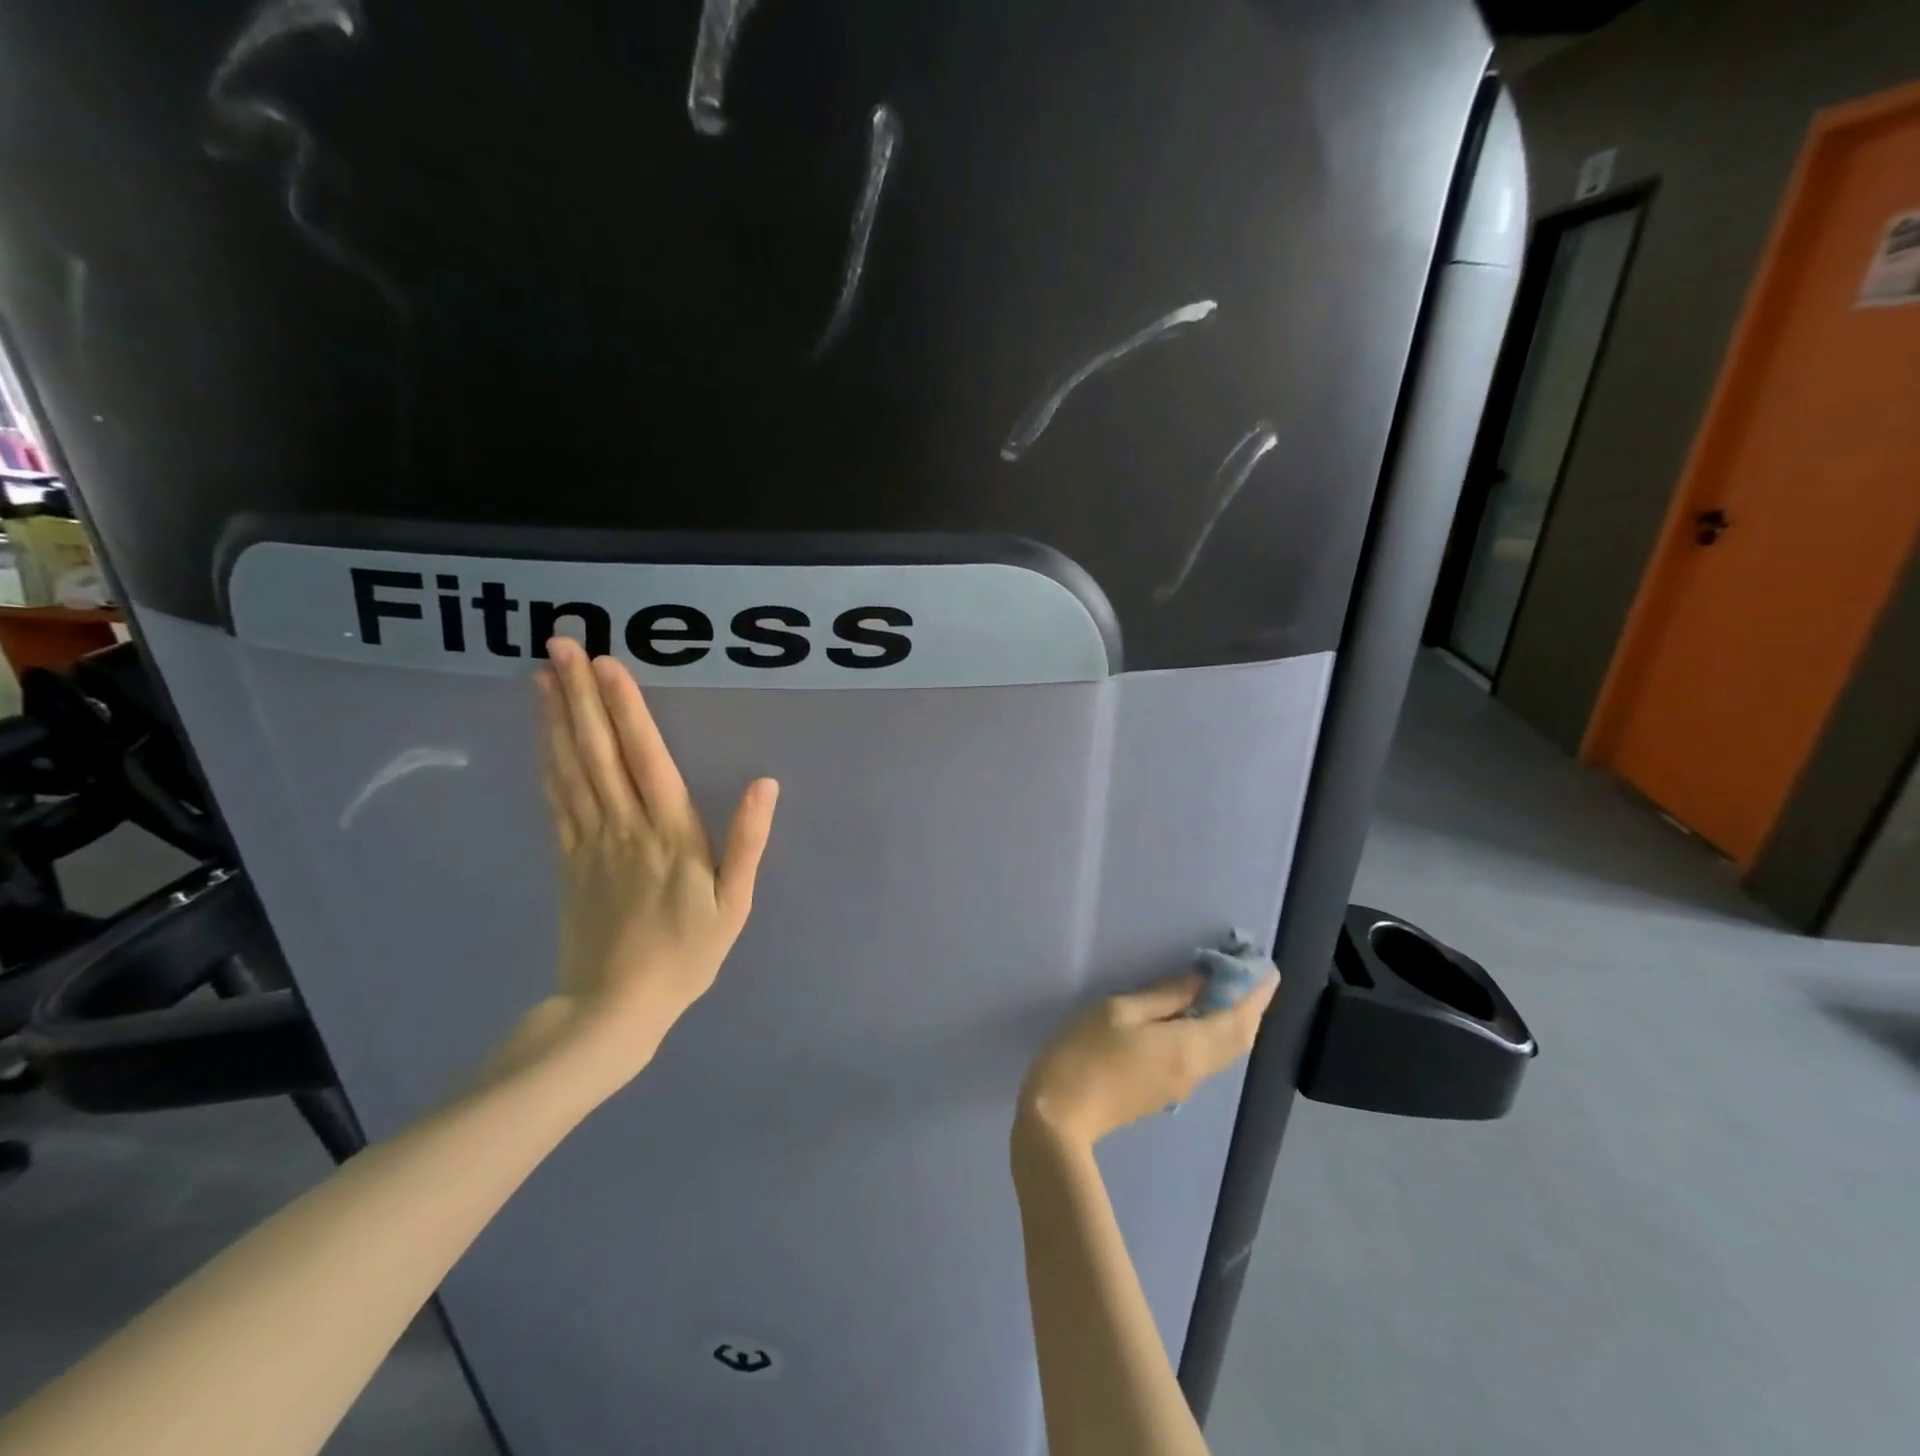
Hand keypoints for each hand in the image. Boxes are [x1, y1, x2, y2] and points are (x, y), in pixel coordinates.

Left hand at [529, 636, 777, 1083]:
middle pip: (598, 751)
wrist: (616, 1008)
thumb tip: (765, 783)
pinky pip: (555, 803)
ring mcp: (589, 842)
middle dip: (579, 695)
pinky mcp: (567, 861)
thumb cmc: (687, 955)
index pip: (645, 758)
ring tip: (540, 675)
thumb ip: (747, 842)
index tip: (606, 664)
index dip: (626, 708)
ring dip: (555, 719)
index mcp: (670, 833)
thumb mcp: (735, 905)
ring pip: (570, 769)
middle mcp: (624, 826)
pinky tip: (541, 737)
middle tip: (560, 644)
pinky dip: (546, 763)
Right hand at [1017, 969, 1277, 1146]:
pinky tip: (1198, 1017)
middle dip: (1251, 1008)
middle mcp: (1195, 1070)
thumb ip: (1163, 996)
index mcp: (1187, 1047)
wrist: (1059, 1116)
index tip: (1268, 969)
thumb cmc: (1084, 1052)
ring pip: (1224, 1051)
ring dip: (1235, 1021)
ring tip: (1229, 990)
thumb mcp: (1119, 1011)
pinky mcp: (1165, 1091)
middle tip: (1250, 976)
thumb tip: (1202, 982)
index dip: (1256, 995)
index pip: (1237, 1019)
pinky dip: (1215, 1033)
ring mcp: (1181, 1086)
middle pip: (1238, 1039)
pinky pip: (1206, 1058)